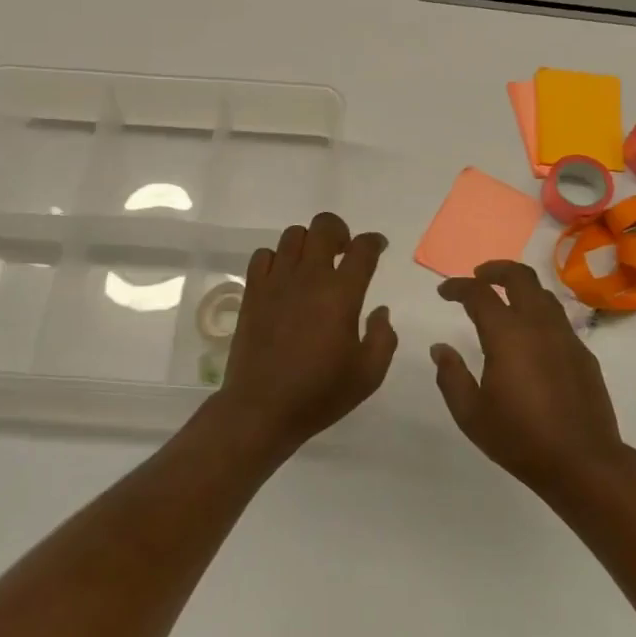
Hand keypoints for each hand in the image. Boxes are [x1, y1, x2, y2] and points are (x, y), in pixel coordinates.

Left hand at [217, 212, 396, 452]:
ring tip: (313, 265)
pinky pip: (263, 255)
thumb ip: (383, 337)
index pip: (362, 249)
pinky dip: (277, 258)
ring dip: (309, 243)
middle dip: (340, 231)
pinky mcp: (252, 292)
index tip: (378, 247)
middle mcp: (309, 277)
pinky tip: (284, 278)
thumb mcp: (368, 374)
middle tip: (344, 252)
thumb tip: (380, 311)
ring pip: (292, 235)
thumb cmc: (319, 393)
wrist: (261, 409)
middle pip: (324, 226)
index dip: (374, 241)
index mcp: (341, 294)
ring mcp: (276, 282)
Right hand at [431, 261, 627, 495]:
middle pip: (519, 277)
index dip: (458, 287)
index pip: (479, 294)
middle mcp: (538, 325)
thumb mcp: (471, 414)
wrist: (583, 462)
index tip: (444, 292)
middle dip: (495, 270)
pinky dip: (539, 311)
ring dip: (520, 287)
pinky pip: (558, 318)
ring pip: (543, 293)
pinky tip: (530, 335)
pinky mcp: (582, 353)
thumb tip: (441, 349)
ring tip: (504, 299)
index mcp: (507, 335)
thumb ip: (451, 376)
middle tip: (477, 278)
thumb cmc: (520, 439)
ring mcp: (565, 336)